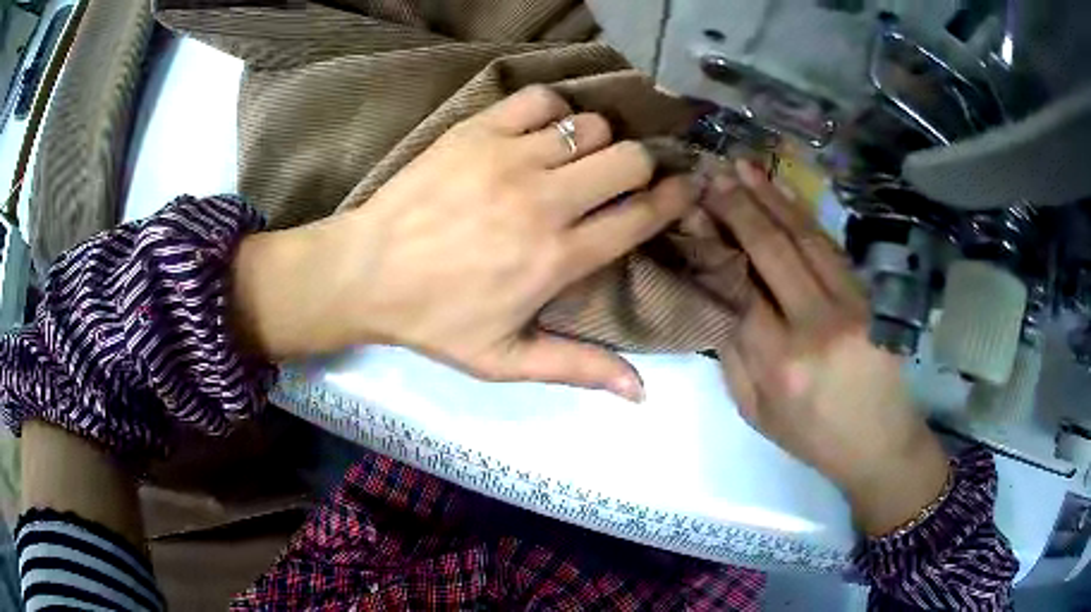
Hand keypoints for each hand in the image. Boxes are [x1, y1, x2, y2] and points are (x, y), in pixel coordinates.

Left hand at [231, 86, 692, 400]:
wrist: (365, 271)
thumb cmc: (434, 320)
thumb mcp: (504, 360)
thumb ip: (577, 369)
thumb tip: (642, 392)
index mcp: (557, 258)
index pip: (640, 217)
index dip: (676, 198)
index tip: (689, 186)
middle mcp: (545, 201)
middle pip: (628, 159)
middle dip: (640, 165)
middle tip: (624, 176)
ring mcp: (510, 159)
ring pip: (591, 125)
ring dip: (597, 139)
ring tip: (578, 156)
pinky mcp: (477, 131)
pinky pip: (540, 100)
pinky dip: (553, 110)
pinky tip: (542, 130)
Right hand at [698, 160, 949, 535]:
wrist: (880, 443)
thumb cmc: (813, 437)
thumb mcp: (756, 412)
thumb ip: (731, 354)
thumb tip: (713, 294)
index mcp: (780, 364)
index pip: (738, 288)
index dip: (713, 244)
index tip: (692, 210)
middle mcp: (816, 326)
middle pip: (772, 251)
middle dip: (739, 207)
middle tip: (712, 174)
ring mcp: (851, 305)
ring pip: (805, 239)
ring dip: (772, 198)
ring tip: (743, 167)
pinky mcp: (869, 296)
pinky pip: (831, 248)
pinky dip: (805, 215)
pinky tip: (785, 193)